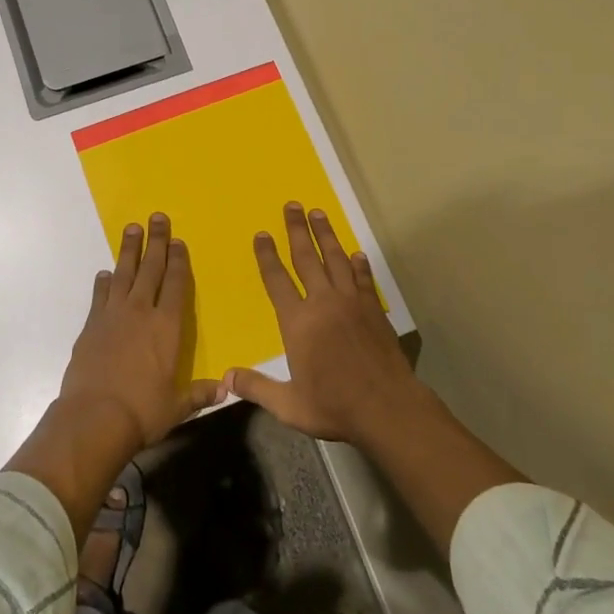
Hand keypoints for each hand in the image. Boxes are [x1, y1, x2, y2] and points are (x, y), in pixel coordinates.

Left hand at [59, 213, 222, 449]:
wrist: (95, 417)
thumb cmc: (143, 411)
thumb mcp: (178, 406)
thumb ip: (200, 393)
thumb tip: (226, 389)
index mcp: (168, 326)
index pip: (176, 284)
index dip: (179, 261)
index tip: (178, 242)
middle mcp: (141, 312)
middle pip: (151, 269)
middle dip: (156, 242)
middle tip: (157, 217)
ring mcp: (113, 315)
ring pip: (123, 273)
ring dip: (129, 250)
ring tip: (132, 228)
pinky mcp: (91, 325)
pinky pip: (100, 295)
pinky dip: (104, 282)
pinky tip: (106, 273)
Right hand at [226, 202, 426, 445]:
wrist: (387, 407)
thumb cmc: (334, 406)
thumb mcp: (289, 405)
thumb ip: (257, 387)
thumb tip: (225, 377)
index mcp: (298, 322)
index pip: (277, 280)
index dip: (267, 256)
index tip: (262, 234)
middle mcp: (323, 303)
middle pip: (306, 258)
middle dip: (297, 230)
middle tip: (292, 205)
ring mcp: (351, 303)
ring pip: (335, 259)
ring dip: (325, 235)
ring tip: (318, 213)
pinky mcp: (372, 309)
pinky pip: (362, 278)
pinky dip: (358, 264)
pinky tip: (356, 253)